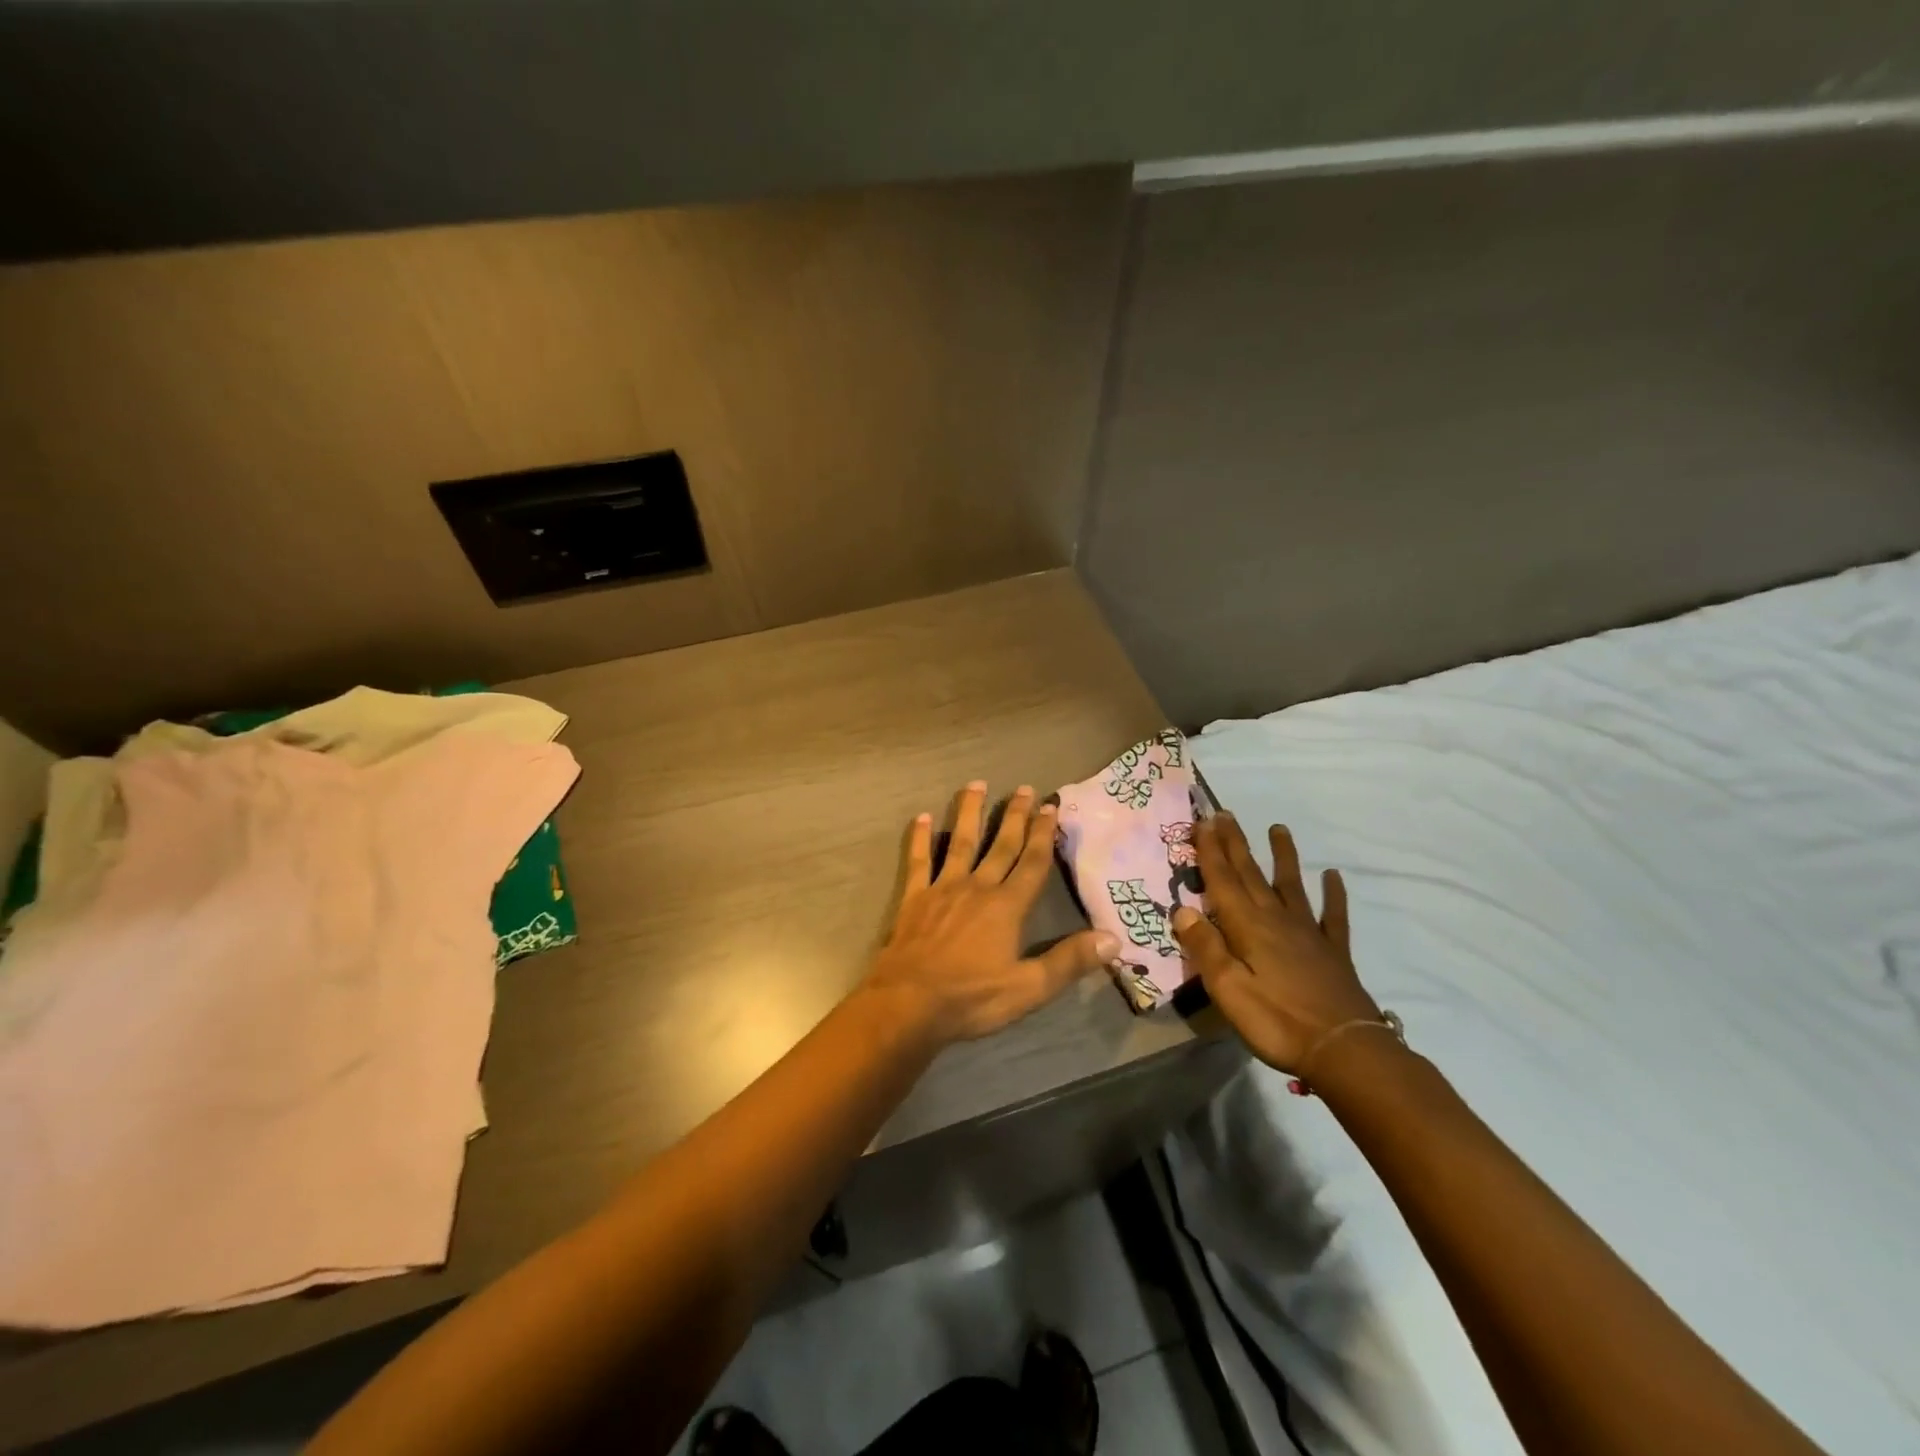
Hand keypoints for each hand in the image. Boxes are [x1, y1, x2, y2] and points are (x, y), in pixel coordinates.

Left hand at [866, 782, 1117, 1045]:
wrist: (909, 1003)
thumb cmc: (971, 998)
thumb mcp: (1029, 988)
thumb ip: (1069, 961)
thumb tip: (1113, 939)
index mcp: (1007, 907)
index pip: (1032, 863)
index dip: (1044, 834)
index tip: (1051, 806)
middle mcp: (978, 888)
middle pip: (1001, 845)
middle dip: (1015, 816)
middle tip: (1024, 788)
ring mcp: (943, 889)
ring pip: (961, 842)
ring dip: (970, 813)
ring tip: (976, 785)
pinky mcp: (915, 898)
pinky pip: (919, 861)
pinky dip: (921, 839)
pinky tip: (922, 817)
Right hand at [1171, 814, 1379, 1073]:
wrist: (1346, 1051)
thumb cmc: (1278, 1022)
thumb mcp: (1228, 990)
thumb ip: (1206, 948)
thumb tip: (1182, 910)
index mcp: (1248, 927)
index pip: (1223, 880)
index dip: (1211, 850)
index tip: (1203, 821)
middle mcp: (1276, 920)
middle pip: (1251, 874)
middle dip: (1236, 844)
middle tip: (1226, 814)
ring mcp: (1308, 933)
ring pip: (1290, 885)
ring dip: (1282, 856)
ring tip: (1279, 828)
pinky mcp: (1332, 951)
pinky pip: (1332, 915)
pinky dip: (1333, 894)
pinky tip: (1333, 877)